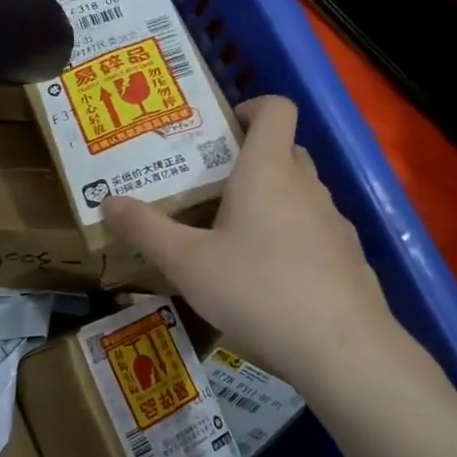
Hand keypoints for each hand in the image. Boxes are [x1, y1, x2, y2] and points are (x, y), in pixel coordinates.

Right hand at [101, 96, 420, 405]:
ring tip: (232, 236)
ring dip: (270, 201)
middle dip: (250, 160)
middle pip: (285, 151)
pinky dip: (290, 238)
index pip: (275, 109)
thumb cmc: (256, 290)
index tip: (221, 128)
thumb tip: (108, 201)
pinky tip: (266, 278)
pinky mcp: (348, 259)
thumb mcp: (186, 263)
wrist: (342, 350)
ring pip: (300, 194)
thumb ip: (146, 229)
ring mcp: (334, 224)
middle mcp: (306, 188)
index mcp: (267, 172)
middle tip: (210, 187)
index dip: (251, 106)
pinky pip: (314, 232)